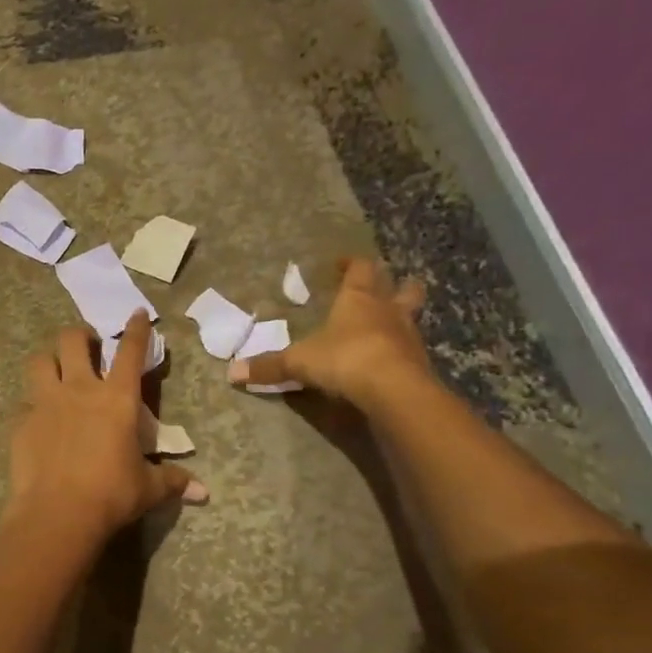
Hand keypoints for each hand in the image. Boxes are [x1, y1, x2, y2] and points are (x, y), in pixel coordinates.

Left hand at [7, 312, 205, 539]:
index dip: (135, 329)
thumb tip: (203, 492)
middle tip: (87, 346)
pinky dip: (31, 407)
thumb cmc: (110, 494)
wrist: (57, 513)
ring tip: (55, 372)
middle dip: (80, 336)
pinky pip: (24, 403)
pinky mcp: (20, 422)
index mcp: (116, 398)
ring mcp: (44, 402)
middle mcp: (79, 389)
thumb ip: (172, 481)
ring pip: (39, 361)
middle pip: (72, 340)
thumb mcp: (147, 488)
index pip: (130, 351)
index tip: (136, 314)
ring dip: (49, 361)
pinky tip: (37, 422)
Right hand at [227, 256, 429, 407]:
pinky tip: (391, 359)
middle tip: (384, 287)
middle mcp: (388, 310)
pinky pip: (412, 349)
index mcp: (358, 299)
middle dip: (395, 285)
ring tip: (389, 323)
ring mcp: (409, 336)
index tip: (342, 263)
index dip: (352, 263)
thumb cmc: (344, 359)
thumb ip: (269, 366)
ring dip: (402, 316)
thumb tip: (231, 373)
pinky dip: (402, 350)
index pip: (360, 269)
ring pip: (411, 316)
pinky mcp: (420, 362)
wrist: (394, 390)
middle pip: (402, 288)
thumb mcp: (299, 362)